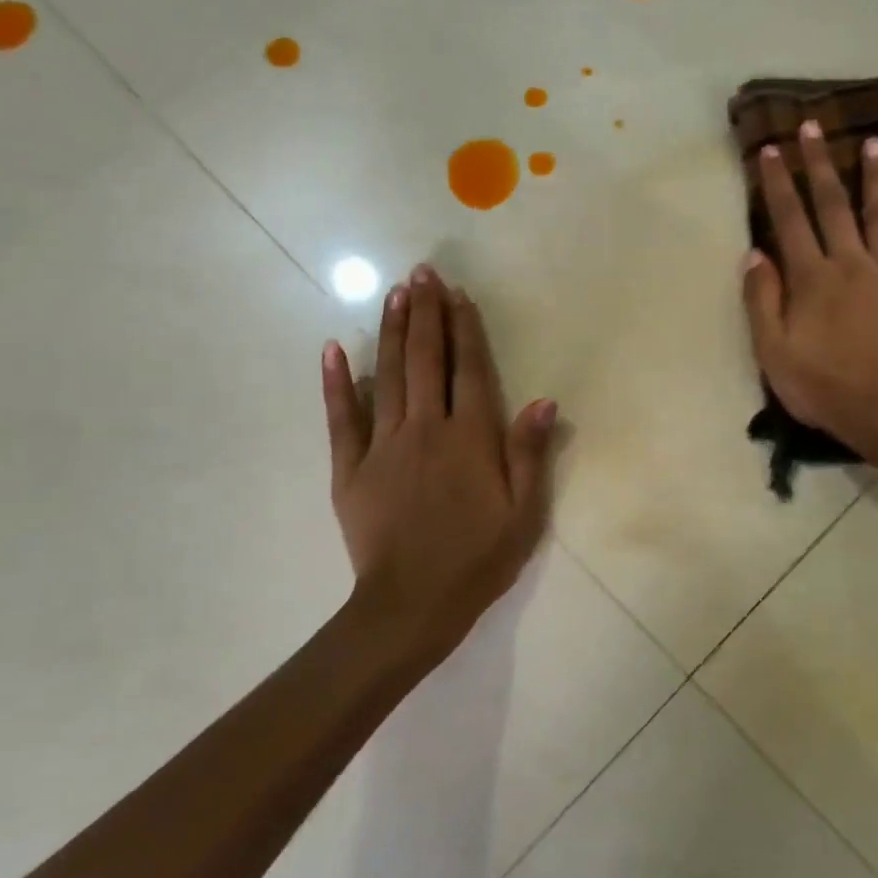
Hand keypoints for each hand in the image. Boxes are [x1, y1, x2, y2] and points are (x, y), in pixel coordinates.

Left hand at [322, 266, 556, 659]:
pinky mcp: (350, 468)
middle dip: (425, 313)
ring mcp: (384, 446)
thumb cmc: (478, 559)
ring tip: (394, 293)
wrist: (413, 604)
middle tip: (422, 273)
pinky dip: (336, 382)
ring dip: (391, 332)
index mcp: (472, 439)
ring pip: (388, 376)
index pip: (470, 370)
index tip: (459, 294)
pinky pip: (341, 418)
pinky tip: (333, 349)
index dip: (465, 329)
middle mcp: (427, 429)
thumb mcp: (524, 513)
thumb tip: (544, 400)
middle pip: (426, 360)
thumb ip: (530, 454)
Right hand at [741, 118, 877, 442]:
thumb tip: (755, 254)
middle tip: (813, 127)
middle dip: (820, 164)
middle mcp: (851, 265)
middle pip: (833, 206)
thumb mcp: (773, 351)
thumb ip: (762, 300)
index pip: (790, 220)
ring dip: (875, 180)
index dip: (778, 184)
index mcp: (812, 278)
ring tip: (873, 143)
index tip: (770, 149)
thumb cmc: (821, 387)